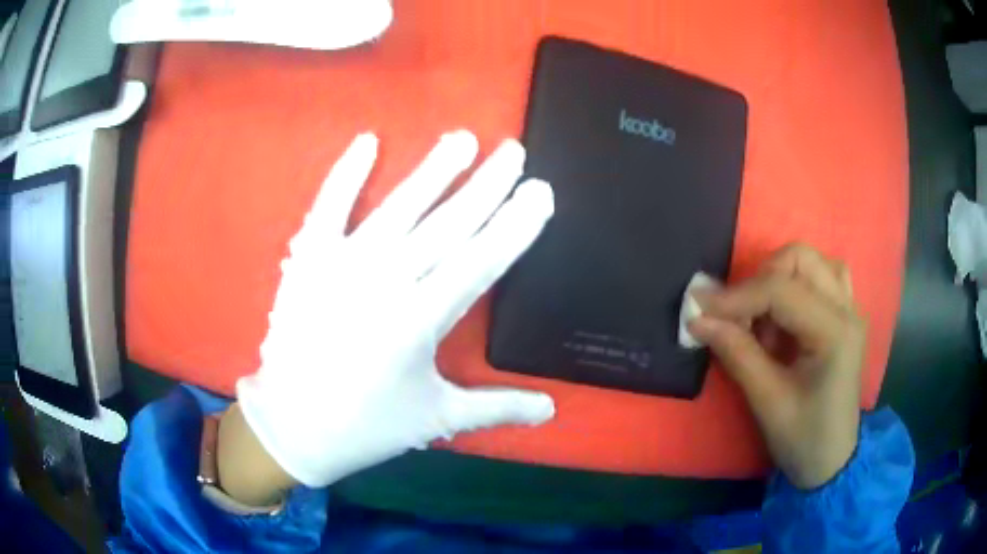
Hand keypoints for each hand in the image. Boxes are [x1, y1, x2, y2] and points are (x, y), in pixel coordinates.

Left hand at [229, 131, 555, 495]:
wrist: (291, 426)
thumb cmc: (367, 425)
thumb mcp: (436, 417)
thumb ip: (497, 408)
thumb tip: (551, 409)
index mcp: (419, 321)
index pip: (480, 261)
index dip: (514, 226)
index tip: (540, 192)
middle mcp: (384, 283)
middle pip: (447, 225)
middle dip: (487, 186)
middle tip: (515, 151)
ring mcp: (341, 265)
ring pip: (398, 207)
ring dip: (433, 171)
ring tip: (462, 139)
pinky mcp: (307, 260)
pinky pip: (328, 207)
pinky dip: (345, 173)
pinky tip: (368, 141)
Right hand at [689, 244, 865, 488]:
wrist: (832, 459)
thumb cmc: (803, 438)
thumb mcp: (767, 402)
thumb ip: (737, 354)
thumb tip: (698, 319)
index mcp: (835, 332)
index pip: (782, 291)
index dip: (737, 296)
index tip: (699, 306)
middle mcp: (847, 308)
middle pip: (800, 259)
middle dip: (760, 280)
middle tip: (738, 317)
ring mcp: (849, 308)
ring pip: (810, 261)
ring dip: (778, 279)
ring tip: (763, 318)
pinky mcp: (844, 315)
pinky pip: (822, 276)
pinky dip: (797, 283)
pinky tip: (786, 312)